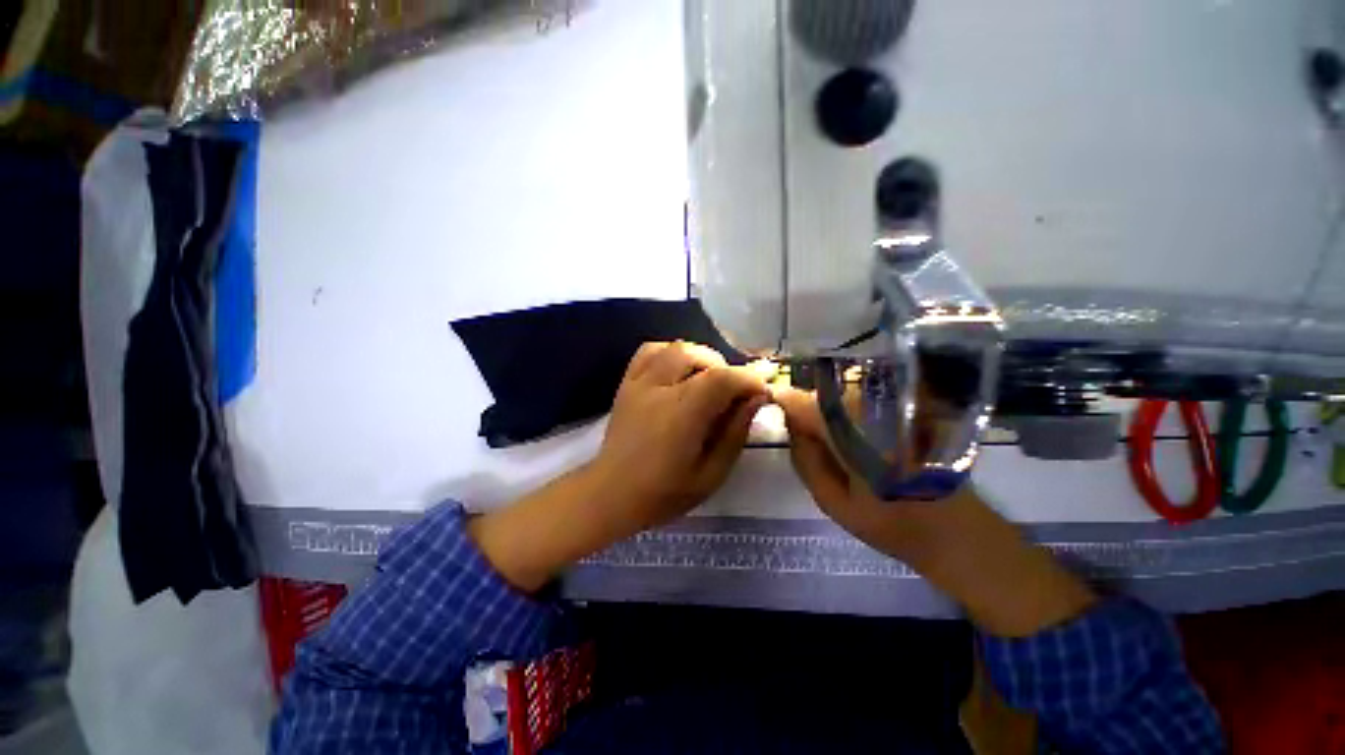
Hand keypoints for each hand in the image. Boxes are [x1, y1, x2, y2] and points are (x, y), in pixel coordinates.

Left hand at [470, 342, 769, 592]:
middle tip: (732, 393)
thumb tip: (756, 399)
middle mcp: (659, 390)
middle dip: (725, 368)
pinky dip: (670, 352)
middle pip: (698, 355)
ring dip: (700, 358)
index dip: (748, 379)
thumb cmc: (664, 493)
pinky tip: (679, 370)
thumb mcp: (711, 474)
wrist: (611, 494)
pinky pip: (649, 351)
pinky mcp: (626, 383)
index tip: (761, 391)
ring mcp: (638, 382)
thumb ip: (735, 433)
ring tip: (707, 380)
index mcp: (681, 415)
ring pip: (675, 347)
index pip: (722, 379)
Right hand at [775, 387, 1094, 636]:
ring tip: (836, 442)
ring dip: (832, 410)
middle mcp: (873, 408)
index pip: (801, 401)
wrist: (959, 532)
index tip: (774, 409)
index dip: (783, 402)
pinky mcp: (909, 407)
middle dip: (808, 409)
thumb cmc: (892, 524)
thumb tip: (790, 424)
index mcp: (851, 433)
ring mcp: (895, 405)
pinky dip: (852, 411)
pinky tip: (860, 438)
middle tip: (808, 438)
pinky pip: (866, 399)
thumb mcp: (832, 502)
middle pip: (823, 393)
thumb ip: (804, 460)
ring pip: (844, 393)